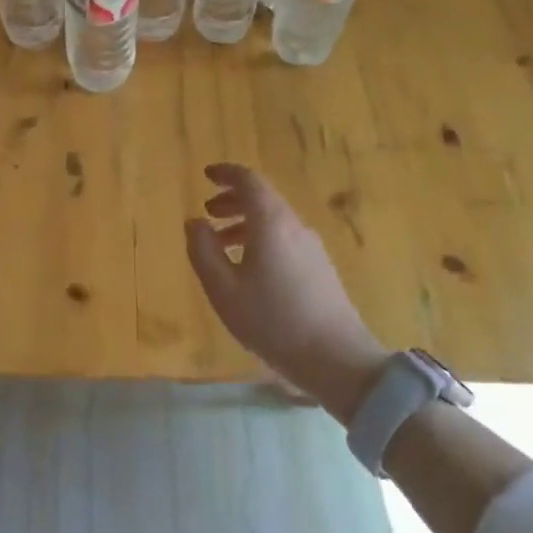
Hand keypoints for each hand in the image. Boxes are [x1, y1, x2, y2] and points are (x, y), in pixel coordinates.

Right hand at [185, 163, 387, 421]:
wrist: (337, 359)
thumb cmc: (273, 321)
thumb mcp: (223, 290)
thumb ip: (203, 251)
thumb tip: (194, 222)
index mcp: (271, 223)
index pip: (249, 181)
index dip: (226, 173)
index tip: (207, 175)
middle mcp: (294, 226)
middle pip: (263, 198)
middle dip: (232, 200)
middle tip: (208, 212)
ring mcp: (312, 247)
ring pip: (274, 220)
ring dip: (245, 222)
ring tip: (221, 243)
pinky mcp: (320, 267)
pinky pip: (285, 238)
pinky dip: (261, 238)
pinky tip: (249, 268)